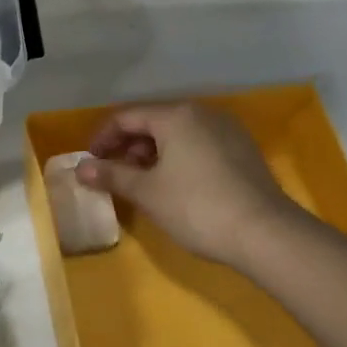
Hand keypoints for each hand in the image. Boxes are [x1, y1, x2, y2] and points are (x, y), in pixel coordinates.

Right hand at [78, 102, 299, 269]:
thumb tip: (81, 168)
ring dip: (152, 154)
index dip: (102, 139)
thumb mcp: (147, 192)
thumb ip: (111, 175)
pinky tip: (174, 185)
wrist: (266, 233)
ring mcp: (226, 130)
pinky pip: (198, 144)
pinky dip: (178, 158)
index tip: (90, 164)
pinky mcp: (242, 150)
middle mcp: (202, 113)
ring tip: (141, 183)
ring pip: (177, 134)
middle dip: (128, 147)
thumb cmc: (197, 207)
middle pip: (153, 122)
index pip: (126, 117)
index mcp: (176, 115)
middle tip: (113, 175)